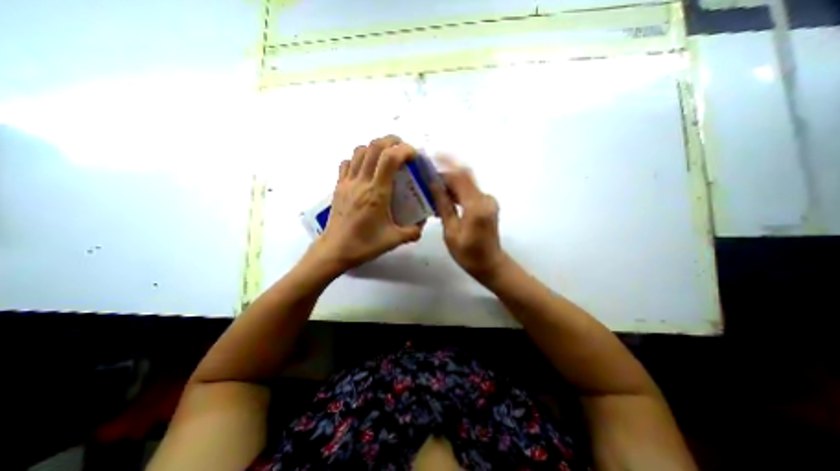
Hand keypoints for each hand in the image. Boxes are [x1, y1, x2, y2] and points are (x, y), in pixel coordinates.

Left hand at [308, 134, 423, 272]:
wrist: (335, 250)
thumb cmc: (364, 244)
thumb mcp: (394, 240)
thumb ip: (413, 231)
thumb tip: (422, 224)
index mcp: (377, 193)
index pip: (390, 158)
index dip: (404, 150)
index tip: (414, 156)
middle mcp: (361, 182)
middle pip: (374, 146)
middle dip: (392, 141)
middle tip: (403, 149)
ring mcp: (347, 182)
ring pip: (360, 151)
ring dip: (375, 147)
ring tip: (386, 157)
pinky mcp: (339, 186)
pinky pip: (347, 162)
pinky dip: (359, 158)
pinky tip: (366, 168)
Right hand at [429, 157, 507, 283]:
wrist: (490, 264)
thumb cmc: (468, 253)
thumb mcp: (451, 231)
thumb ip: (444, 206)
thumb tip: (433, 185)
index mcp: (477, 206)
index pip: (460, 177)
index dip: (445, 165)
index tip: (430, 158)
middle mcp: (485, 199)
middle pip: (464, 178)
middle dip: (445, 174)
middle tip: (427, 176)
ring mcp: (488, 201)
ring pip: (466, 185)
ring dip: (450, 184)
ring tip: (432, 189)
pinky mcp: (487, 205)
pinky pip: (469, 193)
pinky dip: (456, 193)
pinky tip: (444, 199)